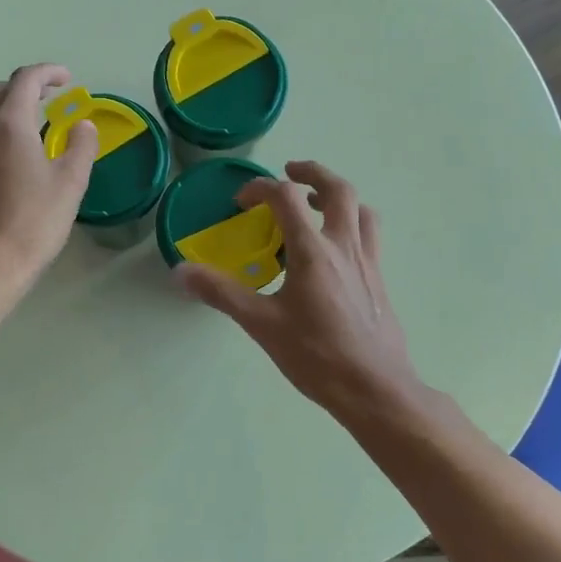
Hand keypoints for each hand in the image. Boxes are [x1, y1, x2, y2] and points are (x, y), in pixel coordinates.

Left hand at [0, 64, 97, 295]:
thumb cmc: (33, 223)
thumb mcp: (70, 184)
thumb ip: (80, 147)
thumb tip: (82, 125)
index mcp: (8, 125)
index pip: (25, 80)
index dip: (47, 72)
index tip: (67, 79)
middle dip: (23, 86)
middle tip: (48, 98)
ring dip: (0, 108)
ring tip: (24, 124)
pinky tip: (4, 159)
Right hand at [177, 161, 427, 426]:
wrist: (375, 389)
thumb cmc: (316, 355)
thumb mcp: (261, 324)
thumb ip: (221, 293)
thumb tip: (180, 272)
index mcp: (313, 251)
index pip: (286, 197)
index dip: (260, 188)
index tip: (241, 201)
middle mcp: (345, 246)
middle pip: (338, 189)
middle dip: (312, 172)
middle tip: (290, 172)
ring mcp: (368, 262)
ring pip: (361, 210)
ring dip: (338, 197)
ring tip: (317, 205)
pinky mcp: (380, 281)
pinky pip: (370, 237)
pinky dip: (352, 225)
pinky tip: (335, 251)